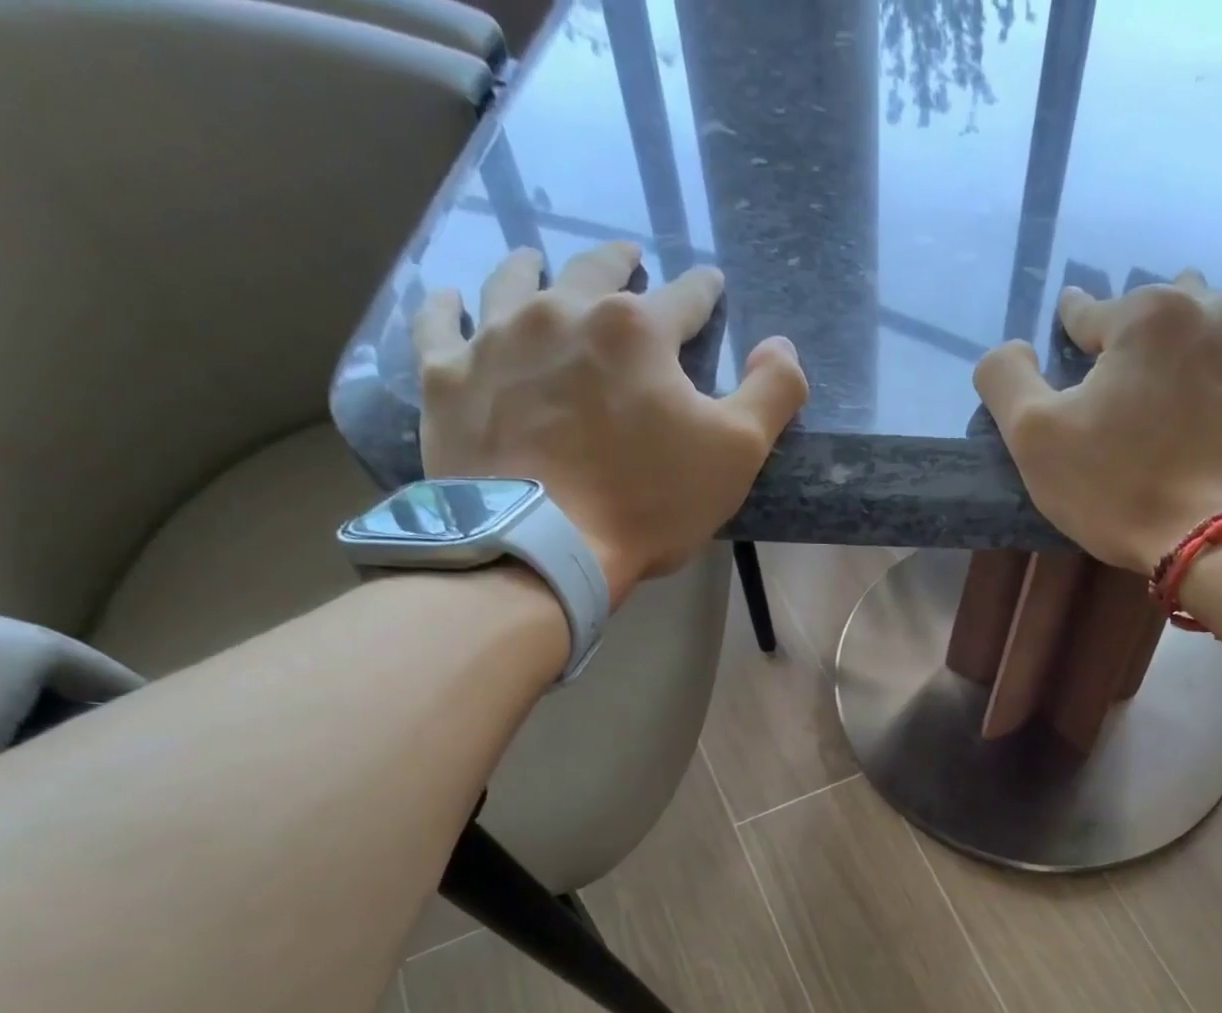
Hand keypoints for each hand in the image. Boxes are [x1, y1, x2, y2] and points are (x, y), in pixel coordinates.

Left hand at [413, 243, 807, 606]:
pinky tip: (450, 298)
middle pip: (595, 271)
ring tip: (538, 260)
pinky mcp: (447, 378)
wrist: (543, 547)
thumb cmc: (648, 501)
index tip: (711, 284)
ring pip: (512, 281)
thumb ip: (772, 392)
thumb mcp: (737, 453)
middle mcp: (562, 312)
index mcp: (637, 330)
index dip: (704, 291)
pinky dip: (447, 306)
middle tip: (629, 255)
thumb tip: (782, 344)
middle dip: (620, 262)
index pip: (683, 298)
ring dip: (532, 267)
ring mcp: (496, 340)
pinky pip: (439, 324)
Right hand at [973, 272, 1221, 573]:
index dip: (1074, 332)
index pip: (1091, 311)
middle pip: (1168, 303)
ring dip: (1211, 331)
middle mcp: (1216, 306)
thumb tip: (1010, 348)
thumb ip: (1006, 380)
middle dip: (1147, 332)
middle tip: (1136, 378)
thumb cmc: (1124, 490)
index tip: (1072, 340)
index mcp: (1145, 315)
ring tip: (1200, 372)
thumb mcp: (1035, 440)